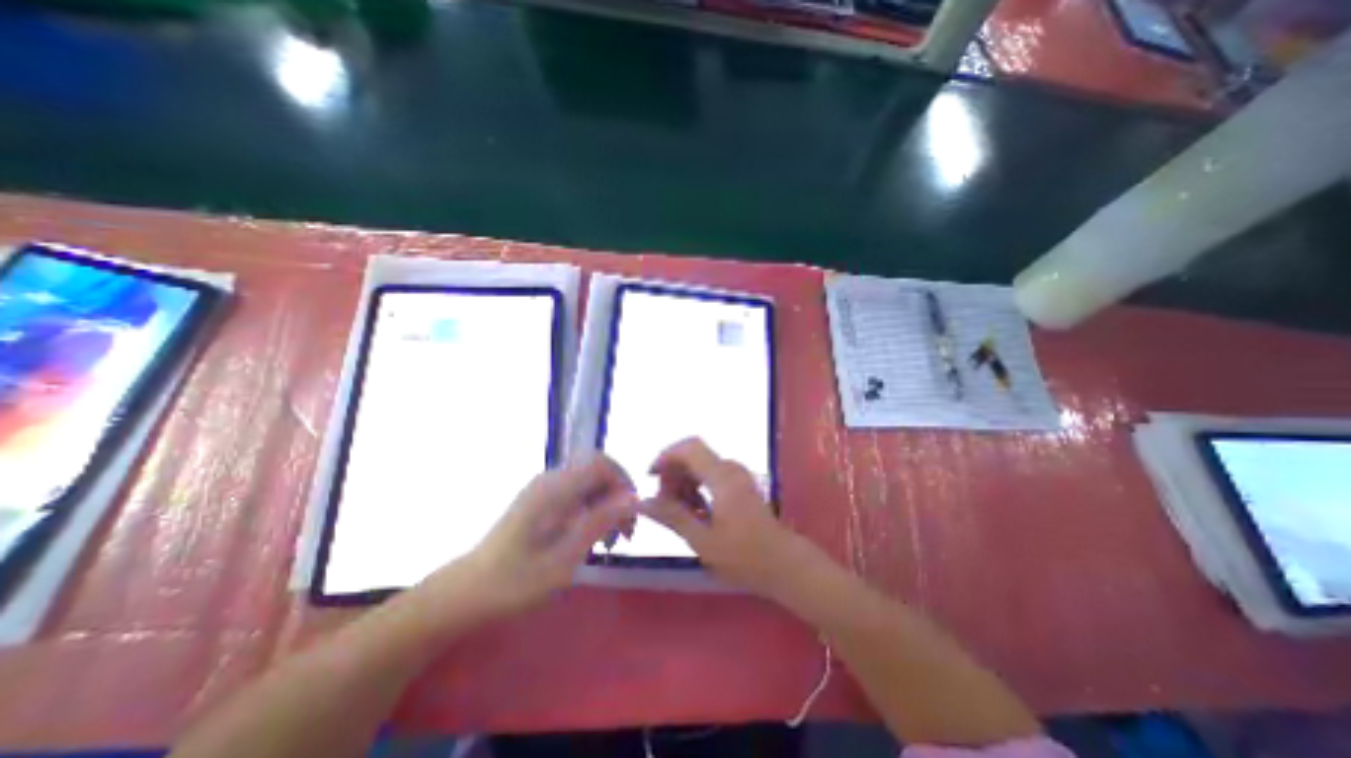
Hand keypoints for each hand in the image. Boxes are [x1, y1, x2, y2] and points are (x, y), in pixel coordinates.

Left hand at [442, 456, 637, 615]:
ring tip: (612, 538)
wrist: (468, 592)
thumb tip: (633, 498)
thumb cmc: (515, 582)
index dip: (623, 483)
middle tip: (625, 531)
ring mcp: (544, 488)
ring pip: (589, 479)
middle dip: (618, 493)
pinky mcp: (541, 498)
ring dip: (607, 502)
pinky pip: (577, 490)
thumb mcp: (564, 558)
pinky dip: (593, 507)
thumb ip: (599, 522)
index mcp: (554, 489)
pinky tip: (592, 535)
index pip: (601, 463)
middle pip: (598, 468)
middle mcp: (550, 480)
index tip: (631, 516)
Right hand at [640, 439, 818, 596]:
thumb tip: (641, 501)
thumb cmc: (744, 556)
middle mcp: (730, 468)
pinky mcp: (740, 484)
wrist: (783, 564)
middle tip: (663, 504)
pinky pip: (711, 474)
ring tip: (678, 512)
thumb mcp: (702, 540)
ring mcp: (737, 475)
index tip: (650, 478)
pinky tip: (695, 511)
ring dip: (684, 482)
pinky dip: (697, 487)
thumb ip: (671, 516)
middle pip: (693, 456)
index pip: (689, 448)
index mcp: (722, 477)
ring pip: (701, 465)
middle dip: (673, 474)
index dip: (666, 456)